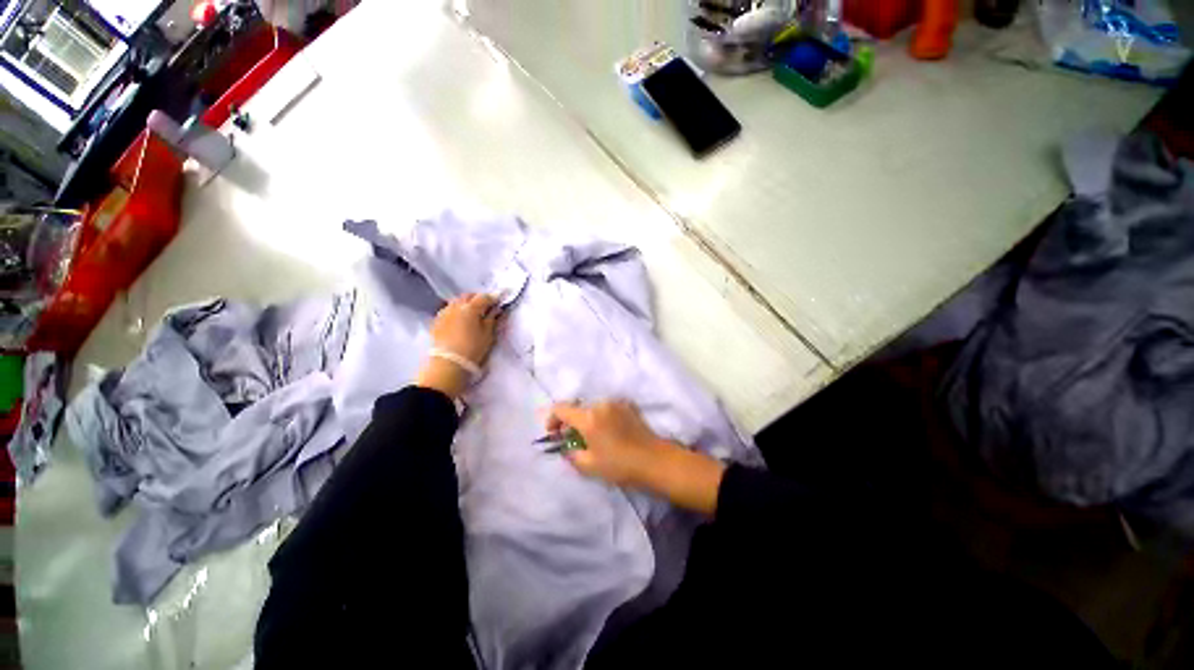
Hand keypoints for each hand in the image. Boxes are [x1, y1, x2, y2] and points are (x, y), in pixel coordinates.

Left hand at [416, 294, 500, 397]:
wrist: (448, 363)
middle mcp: (456, 306)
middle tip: (486, 306)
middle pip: (468, 296)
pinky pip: (447, 309)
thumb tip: (495, 310)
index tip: (499, 301)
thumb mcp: (488, 334)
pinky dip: (455, 310)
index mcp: (471, 308)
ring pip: (456, 301)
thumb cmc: (472, 348)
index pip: (484, 297)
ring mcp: (444, 313)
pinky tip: (458, 319)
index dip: (493, 298)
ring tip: (471, 312)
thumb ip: (492, 319)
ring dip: (465, 303)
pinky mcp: (436, 321)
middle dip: (478, 298)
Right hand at [547, 400, 726, 514]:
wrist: (654, 460)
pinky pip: (607, 409)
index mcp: (588, 417)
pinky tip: (609, 433)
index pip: (561, 408)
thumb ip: (571, 454)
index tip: (553, 433)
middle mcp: (600, 404)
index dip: (552, 418)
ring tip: (593, 438)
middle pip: (577, 408)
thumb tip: (565, 447)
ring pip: (592, 408)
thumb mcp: (589, 466)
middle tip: (573, 440)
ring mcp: (616, 403)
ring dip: (587, 420)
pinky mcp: (628, 406)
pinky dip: (602, 417)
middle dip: (571, 422)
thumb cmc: (620, 465)